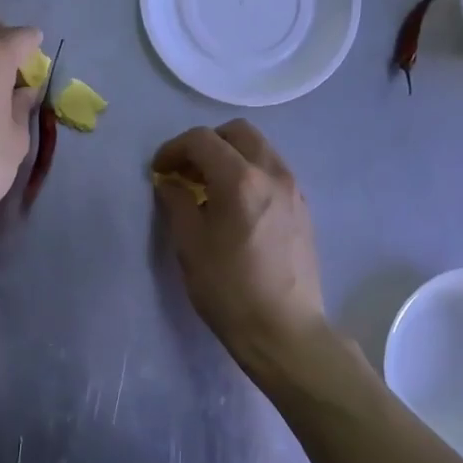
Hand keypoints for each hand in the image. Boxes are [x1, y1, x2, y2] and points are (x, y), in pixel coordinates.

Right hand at [151, 120, 326, 367]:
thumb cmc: (229, 289)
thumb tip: (170, 182)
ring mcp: (293, 189)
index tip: (159, 171)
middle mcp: (272, 173)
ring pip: (259, 149)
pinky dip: (249, 173)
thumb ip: (176, 203)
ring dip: (230, 156)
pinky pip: (273, 171)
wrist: (284, 329)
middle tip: (185, 172)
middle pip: (237, 132)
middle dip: (206, 144)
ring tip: (209, 189)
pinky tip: (235, 206)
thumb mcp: (190, 246)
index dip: (173, 149)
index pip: (202, 140)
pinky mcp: (303, 208)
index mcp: (240, 179)